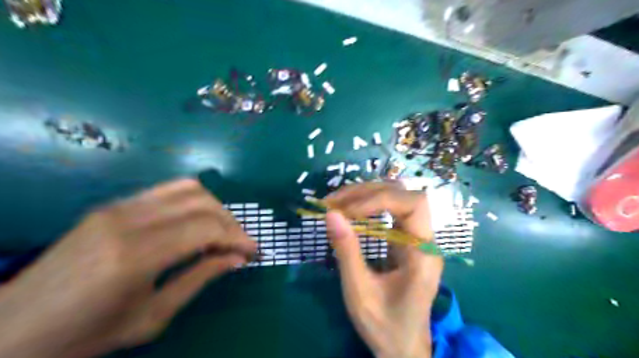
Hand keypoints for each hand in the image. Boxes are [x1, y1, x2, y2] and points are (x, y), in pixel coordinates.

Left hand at [1, 179, 256, 357]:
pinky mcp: (113, 204)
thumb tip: (237, 259)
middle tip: (241, 244)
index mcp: (136, 255)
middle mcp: (129, 220)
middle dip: (231, 222)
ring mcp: (118, 206)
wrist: (11, 329)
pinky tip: (197, 220)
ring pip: (188, 188)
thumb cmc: (85, 334)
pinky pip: (167, 190)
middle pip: (202, 203)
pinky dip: (194, 200)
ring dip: (215, 207)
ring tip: (223, 230)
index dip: (237, 237)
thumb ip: (200, 279)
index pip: (206, 229)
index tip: (253, 251)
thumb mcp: (152, 316)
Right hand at [325, 184, 445, 356]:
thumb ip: (347, 251)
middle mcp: (425, 240)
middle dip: (368, 192)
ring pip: (397, 198)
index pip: (413, 204)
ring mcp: (417, 238)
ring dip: (366, 195)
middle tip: (334, 202)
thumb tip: (331, 214)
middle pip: (404, 195)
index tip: (346, 210)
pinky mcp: (406, 240)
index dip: (379, 199)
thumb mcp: (359, 292)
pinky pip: (390, 211)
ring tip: (337, 202)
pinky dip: (367, 205)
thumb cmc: (384, 325)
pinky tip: (349, 211)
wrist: (403, 347)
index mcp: (423, 255)